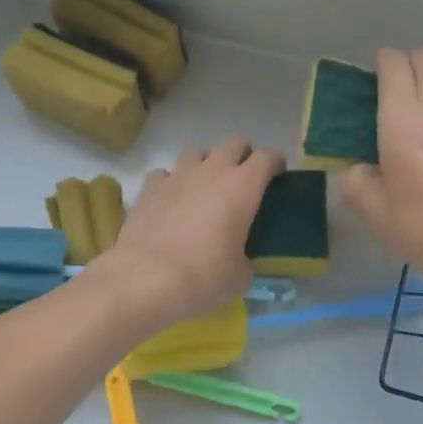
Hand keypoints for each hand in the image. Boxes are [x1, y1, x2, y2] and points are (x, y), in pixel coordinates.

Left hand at [95, 137, 283, 328]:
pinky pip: (164, 174)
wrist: (146, 280)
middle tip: (241, 181)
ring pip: (196, 151)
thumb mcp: (240, 276)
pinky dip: (170, 183)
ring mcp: (177, 175)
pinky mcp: (149, 187)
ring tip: (203, 188)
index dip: (275, 163)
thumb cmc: (204, 277)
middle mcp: (212, 170)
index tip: (277, 177)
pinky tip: (170, 202)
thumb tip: (238, 261)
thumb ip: (245, 257)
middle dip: (241, 156)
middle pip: (233, 143)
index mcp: (243, 186)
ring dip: (204, 164)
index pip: (268, 157)